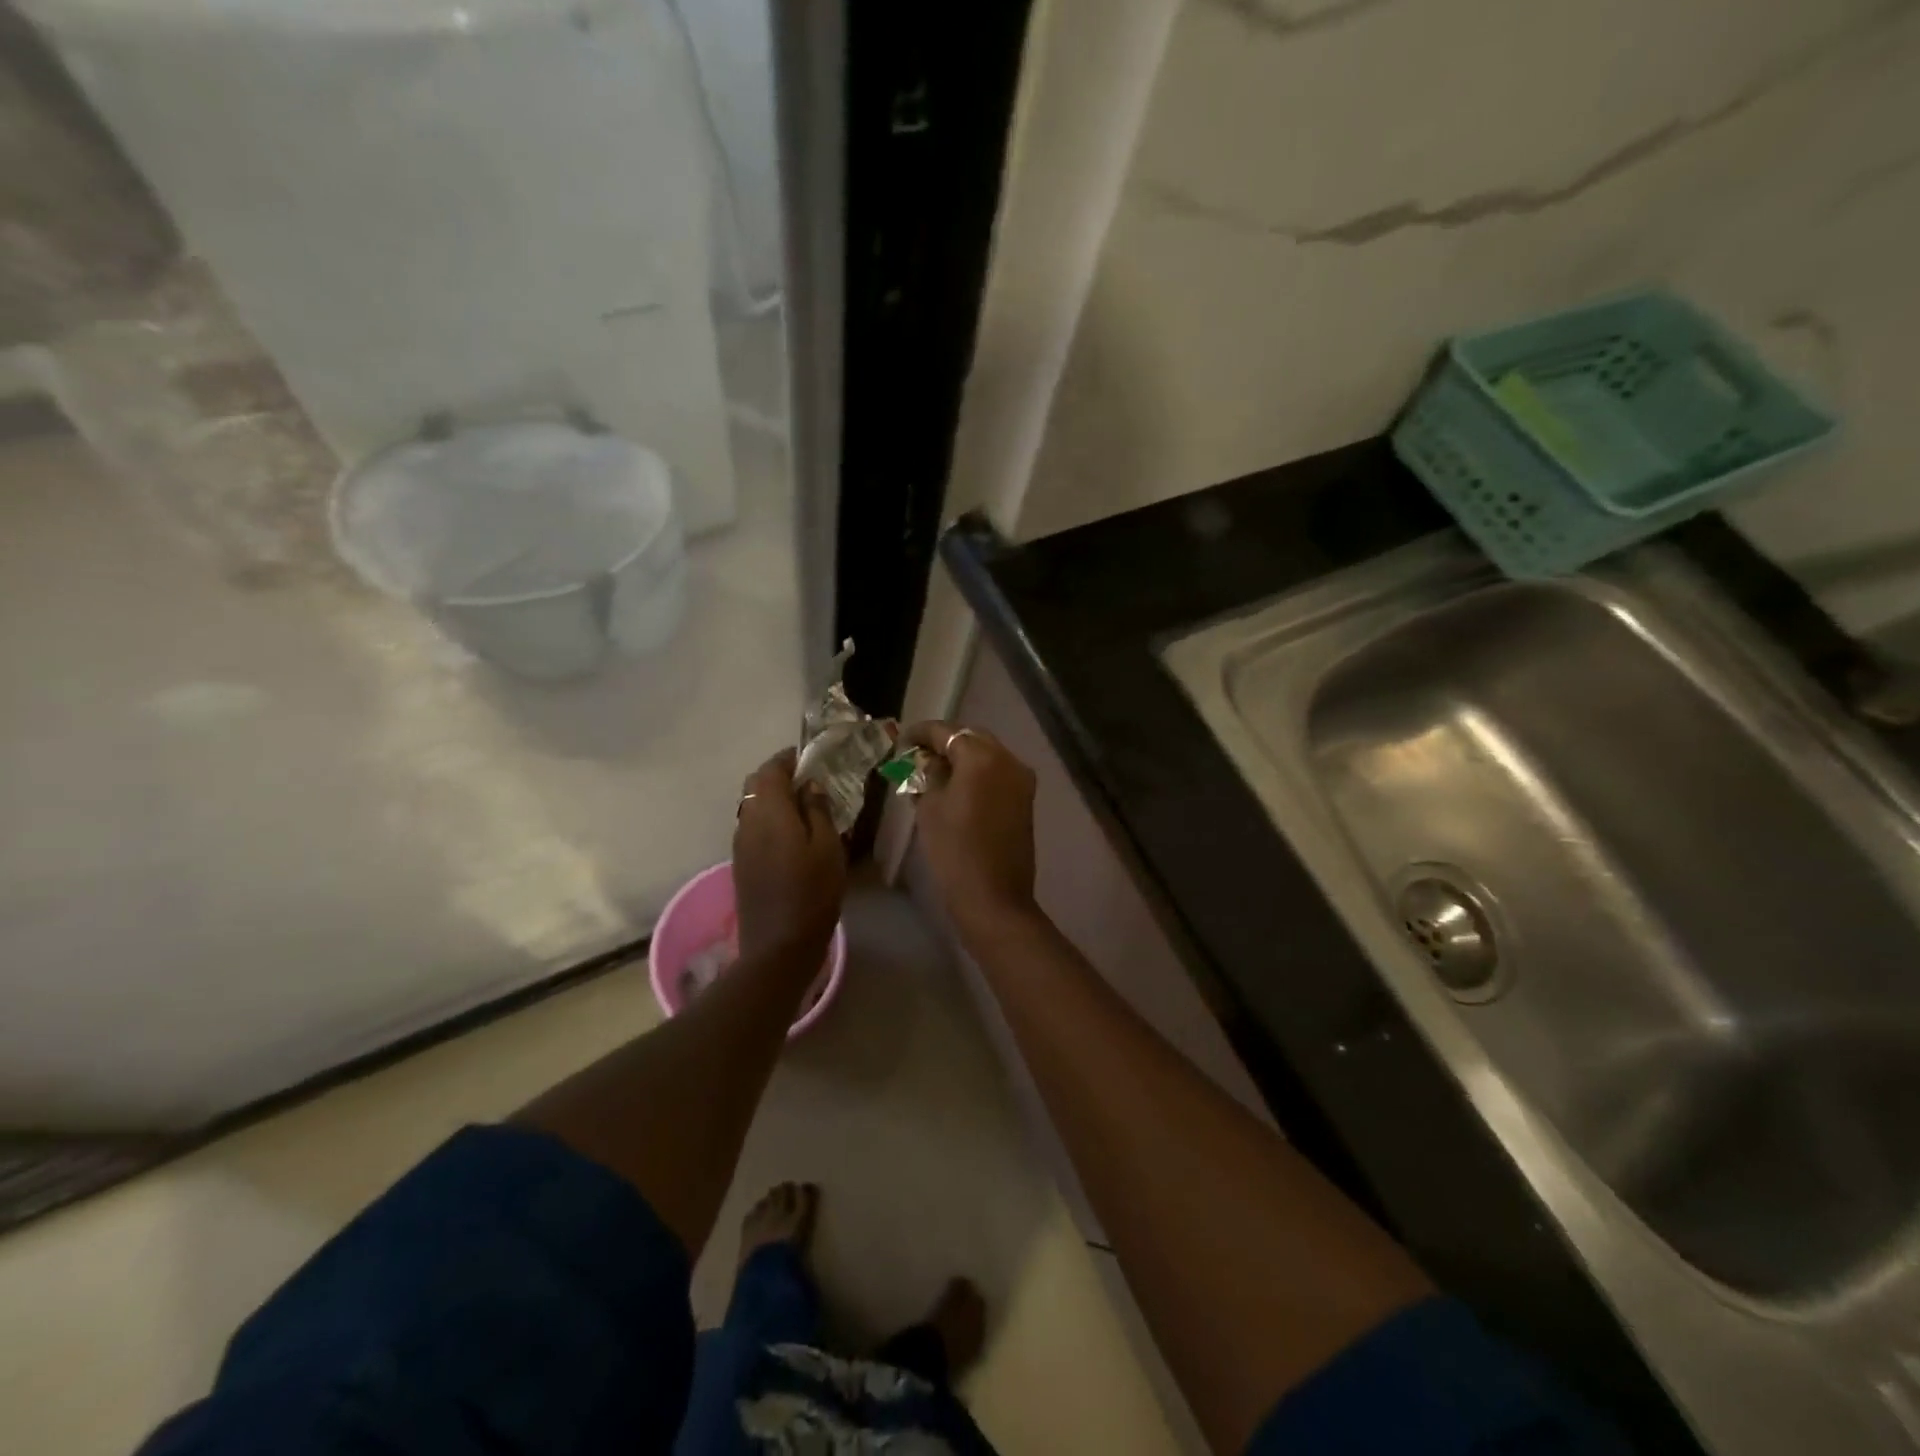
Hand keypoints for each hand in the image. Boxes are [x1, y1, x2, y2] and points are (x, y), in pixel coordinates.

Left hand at [733, 749, 846, 961]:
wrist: (778, 945)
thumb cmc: (812, 893)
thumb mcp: (828, 847)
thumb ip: (817, 810)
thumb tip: (810, 785)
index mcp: (769, 812)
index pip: (771, 769)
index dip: (789, 759)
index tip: (811, 758)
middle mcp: (747, 821)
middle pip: (755, 784)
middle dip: (779, 776)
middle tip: (809, 783)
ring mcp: (740, 844)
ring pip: (752, 806)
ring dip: (773, 799)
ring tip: (804, 808)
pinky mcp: (741, 863)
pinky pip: (752, 826)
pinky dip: (769, 819)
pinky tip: (792, 835)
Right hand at [901, 721, 1038, 932]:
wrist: (994, 896)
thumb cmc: (954, 850)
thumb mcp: (930, 808)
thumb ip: (927, 775)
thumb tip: (924, 761)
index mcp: (981, 756)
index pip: (946, 732)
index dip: (921, 733)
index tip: (902, 741)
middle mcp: (1007, 758)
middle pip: (971, 737)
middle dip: (944, 742)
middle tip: (918, 755)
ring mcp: (1021, 778)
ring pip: (988, 753)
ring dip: (963, 756)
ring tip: (935, 770)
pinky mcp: (1026, 798)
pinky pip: (998, 772)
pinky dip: (978, 772)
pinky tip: (958, 785)